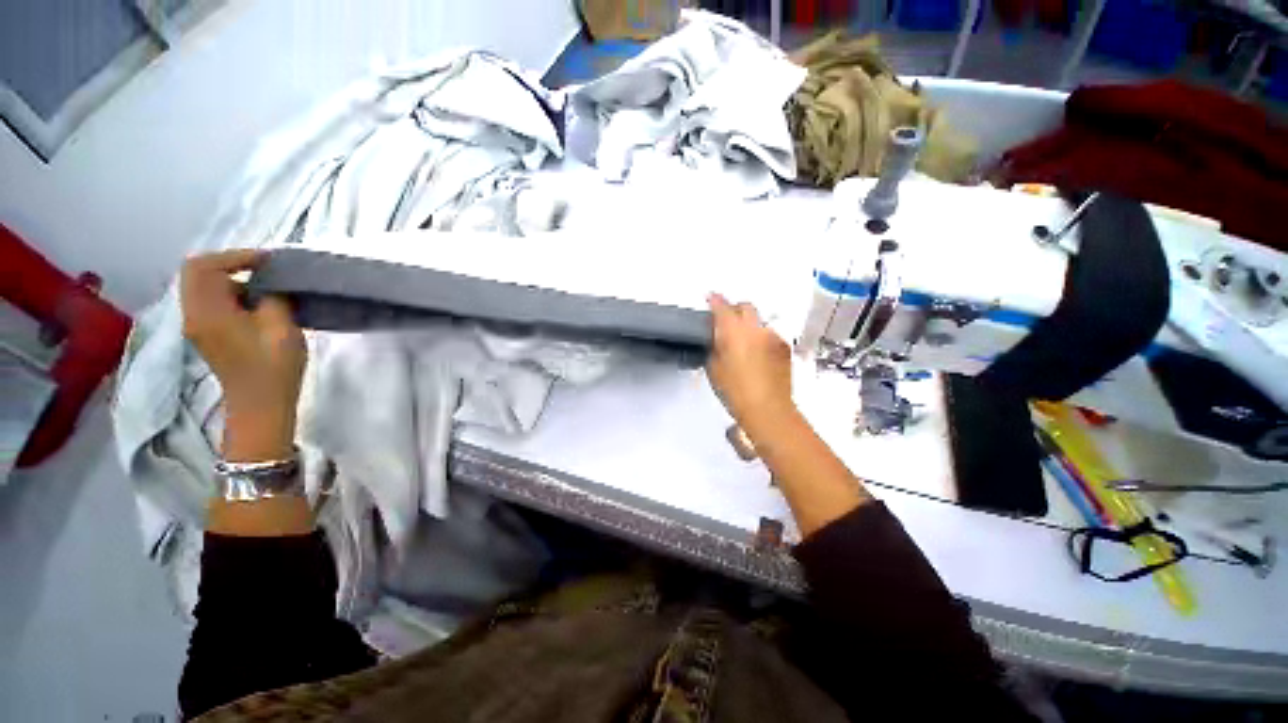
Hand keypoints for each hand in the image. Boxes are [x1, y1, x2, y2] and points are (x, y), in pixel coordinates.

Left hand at [181, 249, 304, 461]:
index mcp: (206, 311)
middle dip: (231, 266)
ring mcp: (198, 327)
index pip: (203, 266)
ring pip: (205, 289)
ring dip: (232, 282)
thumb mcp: (281, 325)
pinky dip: (232, 297)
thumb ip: (272, 297)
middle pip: (199, 275)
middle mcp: (193, 315)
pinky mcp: (208, 337)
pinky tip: (257, 307)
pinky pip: (212, 305)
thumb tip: (270, 284)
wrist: (261, 404)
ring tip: (266, 290)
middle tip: (265, 272)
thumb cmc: (273, 365)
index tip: (267, 261)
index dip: (234, 256)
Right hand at [706, 294, 795, 434]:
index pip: (722, 307)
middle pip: (745, 306)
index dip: (715, 300)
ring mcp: (773, 336)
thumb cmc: (734, 392)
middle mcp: (755, 328)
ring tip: (743, 343)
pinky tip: (757, 354)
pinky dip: (761, 338)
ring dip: (749, 325)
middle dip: (735, 309)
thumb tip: (715, 337)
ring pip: (759, 320)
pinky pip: (769, 334)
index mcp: (733, 332)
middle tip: (726, 323)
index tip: (710, 298)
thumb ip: (713, 347)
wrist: (768, 409)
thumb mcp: (713, 369)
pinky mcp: (784, 347)